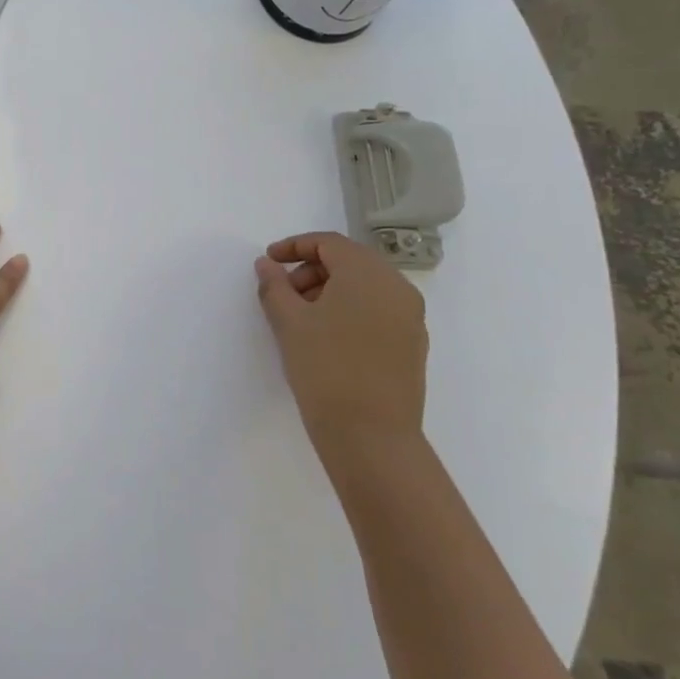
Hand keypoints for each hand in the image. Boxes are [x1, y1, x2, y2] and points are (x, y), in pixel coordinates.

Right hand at [253, 231, 428, 472]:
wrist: (370, 435)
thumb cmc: (324, 368)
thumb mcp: (289, 322)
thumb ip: (275, 285)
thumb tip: (267, 265)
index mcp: (368, 273)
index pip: (329, 243)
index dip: (294, 247)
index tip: (268, 262)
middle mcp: (396, 287)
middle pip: (350, 261)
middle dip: (311, 270)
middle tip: (283, 294)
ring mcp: (410, 316)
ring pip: (365, 287)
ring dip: (330, 291)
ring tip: (301, 318)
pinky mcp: (412, 344)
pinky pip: (377, 310)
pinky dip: (350, 310)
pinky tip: (327, 337)